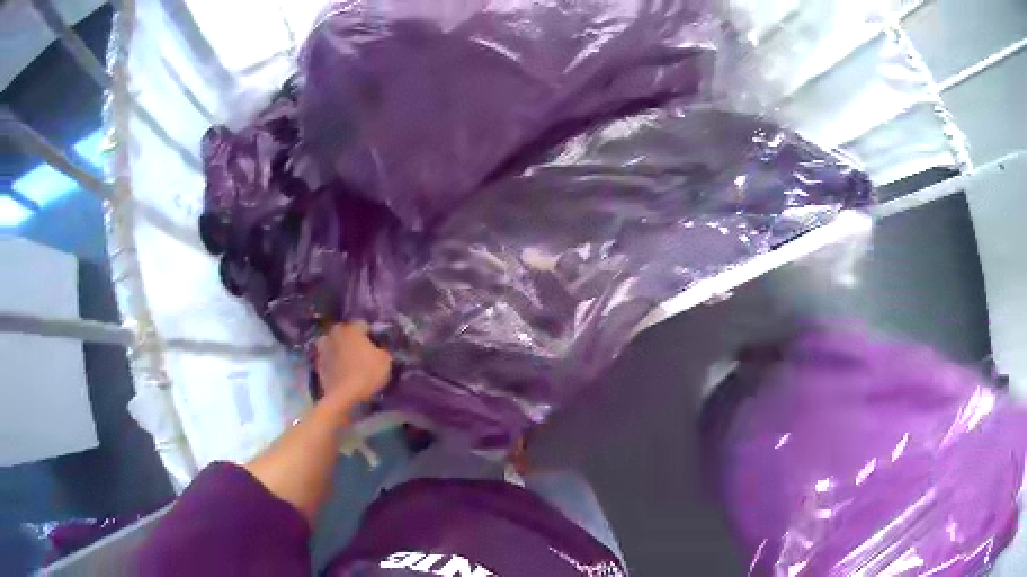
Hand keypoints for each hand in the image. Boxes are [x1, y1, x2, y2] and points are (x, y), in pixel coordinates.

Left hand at [315, 322, 391, 403]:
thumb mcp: (385, 360)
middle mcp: (335, 333)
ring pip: (334, 344)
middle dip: (352, 340)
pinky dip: (333, 363)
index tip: (377, 346)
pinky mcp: (317, 364)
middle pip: (345, 332)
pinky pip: (328, 359)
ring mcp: (323, 349)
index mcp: (351, 328)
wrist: (344, 396)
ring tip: (348, 362)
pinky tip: (341, 372)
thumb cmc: (367, 374)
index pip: (363, 325)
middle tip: (362, 352)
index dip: (371, 335)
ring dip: (339, 349)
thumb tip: (379, 349)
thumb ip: (382, 349)